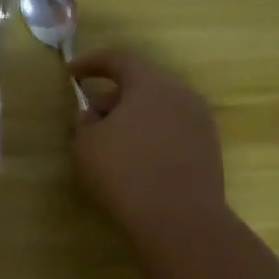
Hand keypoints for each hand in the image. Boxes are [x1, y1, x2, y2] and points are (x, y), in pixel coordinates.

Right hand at [68, 47, 227, 248]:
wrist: (181, 221)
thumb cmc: (125, 173)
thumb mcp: (87, 144)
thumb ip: (85, 122)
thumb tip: (93, 114)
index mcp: (151, 83)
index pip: (119, 58)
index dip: (91, 61)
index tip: (70, 72)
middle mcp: (181, 94)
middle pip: (142, 82)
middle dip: (112, 93)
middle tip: (89, 113)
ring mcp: (200, 122)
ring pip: (159, 107)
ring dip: (133, 115)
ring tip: (110, 139)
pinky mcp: (208, 149)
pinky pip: (172, 129)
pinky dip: (150, 134)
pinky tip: (135, 158)